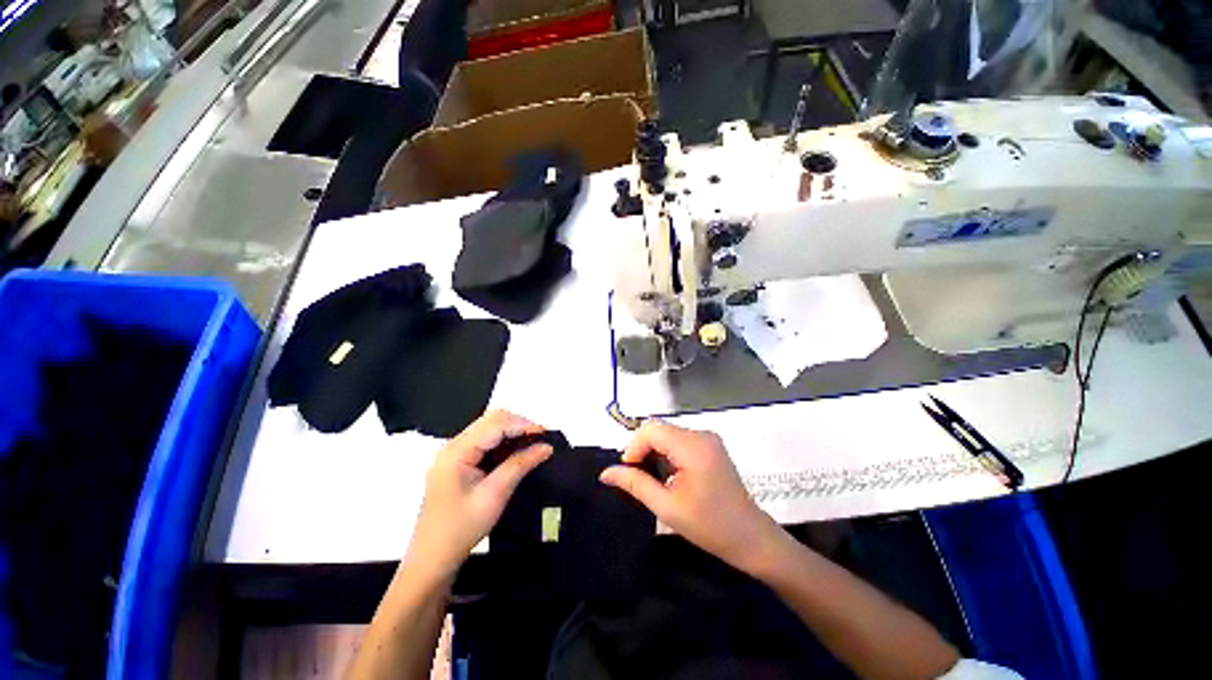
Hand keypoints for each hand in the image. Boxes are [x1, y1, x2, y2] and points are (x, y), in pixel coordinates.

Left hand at [403, 410, 552, 582]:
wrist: (432, 559)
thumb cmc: (461, 529)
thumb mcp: (495, 495)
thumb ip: (520, 465)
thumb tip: (546, 447)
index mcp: (456, 452)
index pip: (494, 424)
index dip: (522, 424)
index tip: (546, 433)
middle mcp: (453, 445)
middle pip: (491, 420)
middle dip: (519, 424)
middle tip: (541, 438)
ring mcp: (454, 452)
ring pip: (489, 428)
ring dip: (513, 432)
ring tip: (534, 443)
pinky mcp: (458, 461)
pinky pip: (485, 441)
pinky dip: (504, 442)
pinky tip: (517, 452)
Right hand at [600, 421, 784, 576]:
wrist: (751, 538)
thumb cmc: (710, 526)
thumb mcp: (667, 507)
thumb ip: (635, 484)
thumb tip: (606, 472)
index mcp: (693, 446)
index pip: (651, 430)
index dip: (633, 446)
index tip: (628, 471)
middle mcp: (701, 435)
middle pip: (659, 429)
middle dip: (642, 449)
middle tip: (637, 477)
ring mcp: (708, 439)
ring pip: (667, 434)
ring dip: (654, 452)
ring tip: (652, 479)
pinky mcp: (710, 446)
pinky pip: (679, 440)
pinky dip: (666, 453)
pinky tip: (667, 475)